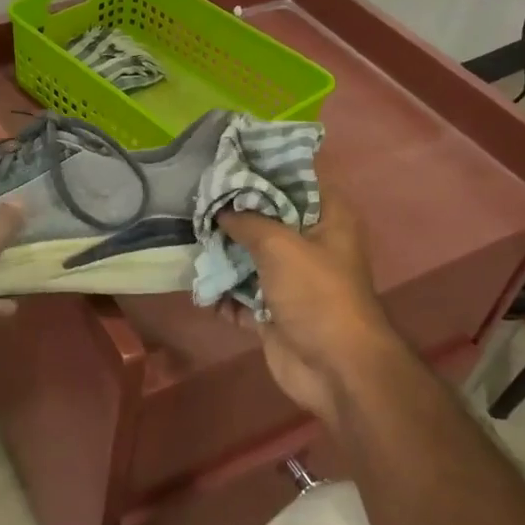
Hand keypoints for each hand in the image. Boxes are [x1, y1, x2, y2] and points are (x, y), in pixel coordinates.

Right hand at [218, 181, 407, 422]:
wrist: (334, 367)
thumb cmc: (315, 293)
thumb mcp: (279, 244)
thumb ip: (247, 220)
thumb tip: (222, 210)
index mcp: (329, 217)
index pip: (299, 177)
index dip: (267, 166)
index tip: (230, 157)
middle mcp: (313, 243)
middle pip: (270, 217)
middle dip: (235, 212)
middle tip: (199, 199)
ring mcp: (294, 280)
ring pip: (253, 257)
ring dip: (225, 254)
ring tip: (191, 239)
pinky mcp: (276, 311)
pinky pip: (243, 295)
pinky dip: (224, 295)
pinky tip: (199, 287)